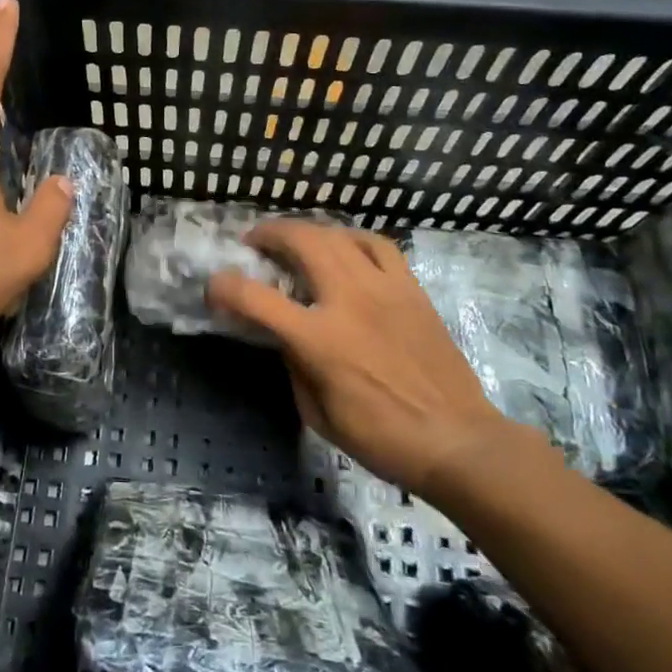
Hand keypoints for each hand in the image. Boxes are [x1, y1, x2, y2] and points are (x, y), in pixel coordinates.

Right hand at [207, 222, 515, 497]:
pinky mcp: (410, 288)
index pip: (256, 298)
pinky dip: (351, 237)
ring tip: (294, 240)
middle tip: (254, 242)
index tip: (214, 287)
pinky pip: (378, 244)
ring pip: (336, 235)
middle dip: (268, 234)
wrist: (457, 440)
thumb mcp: (318, 413)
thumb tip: (283, 334)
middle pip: (300, 243)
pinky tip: (344, 247)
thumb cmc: (381, 438)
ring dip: (306, 230)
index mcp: (319, 340)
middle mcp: (348, 301)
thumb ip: (294, 364)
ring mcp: (384, 289)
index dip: (224, 287)